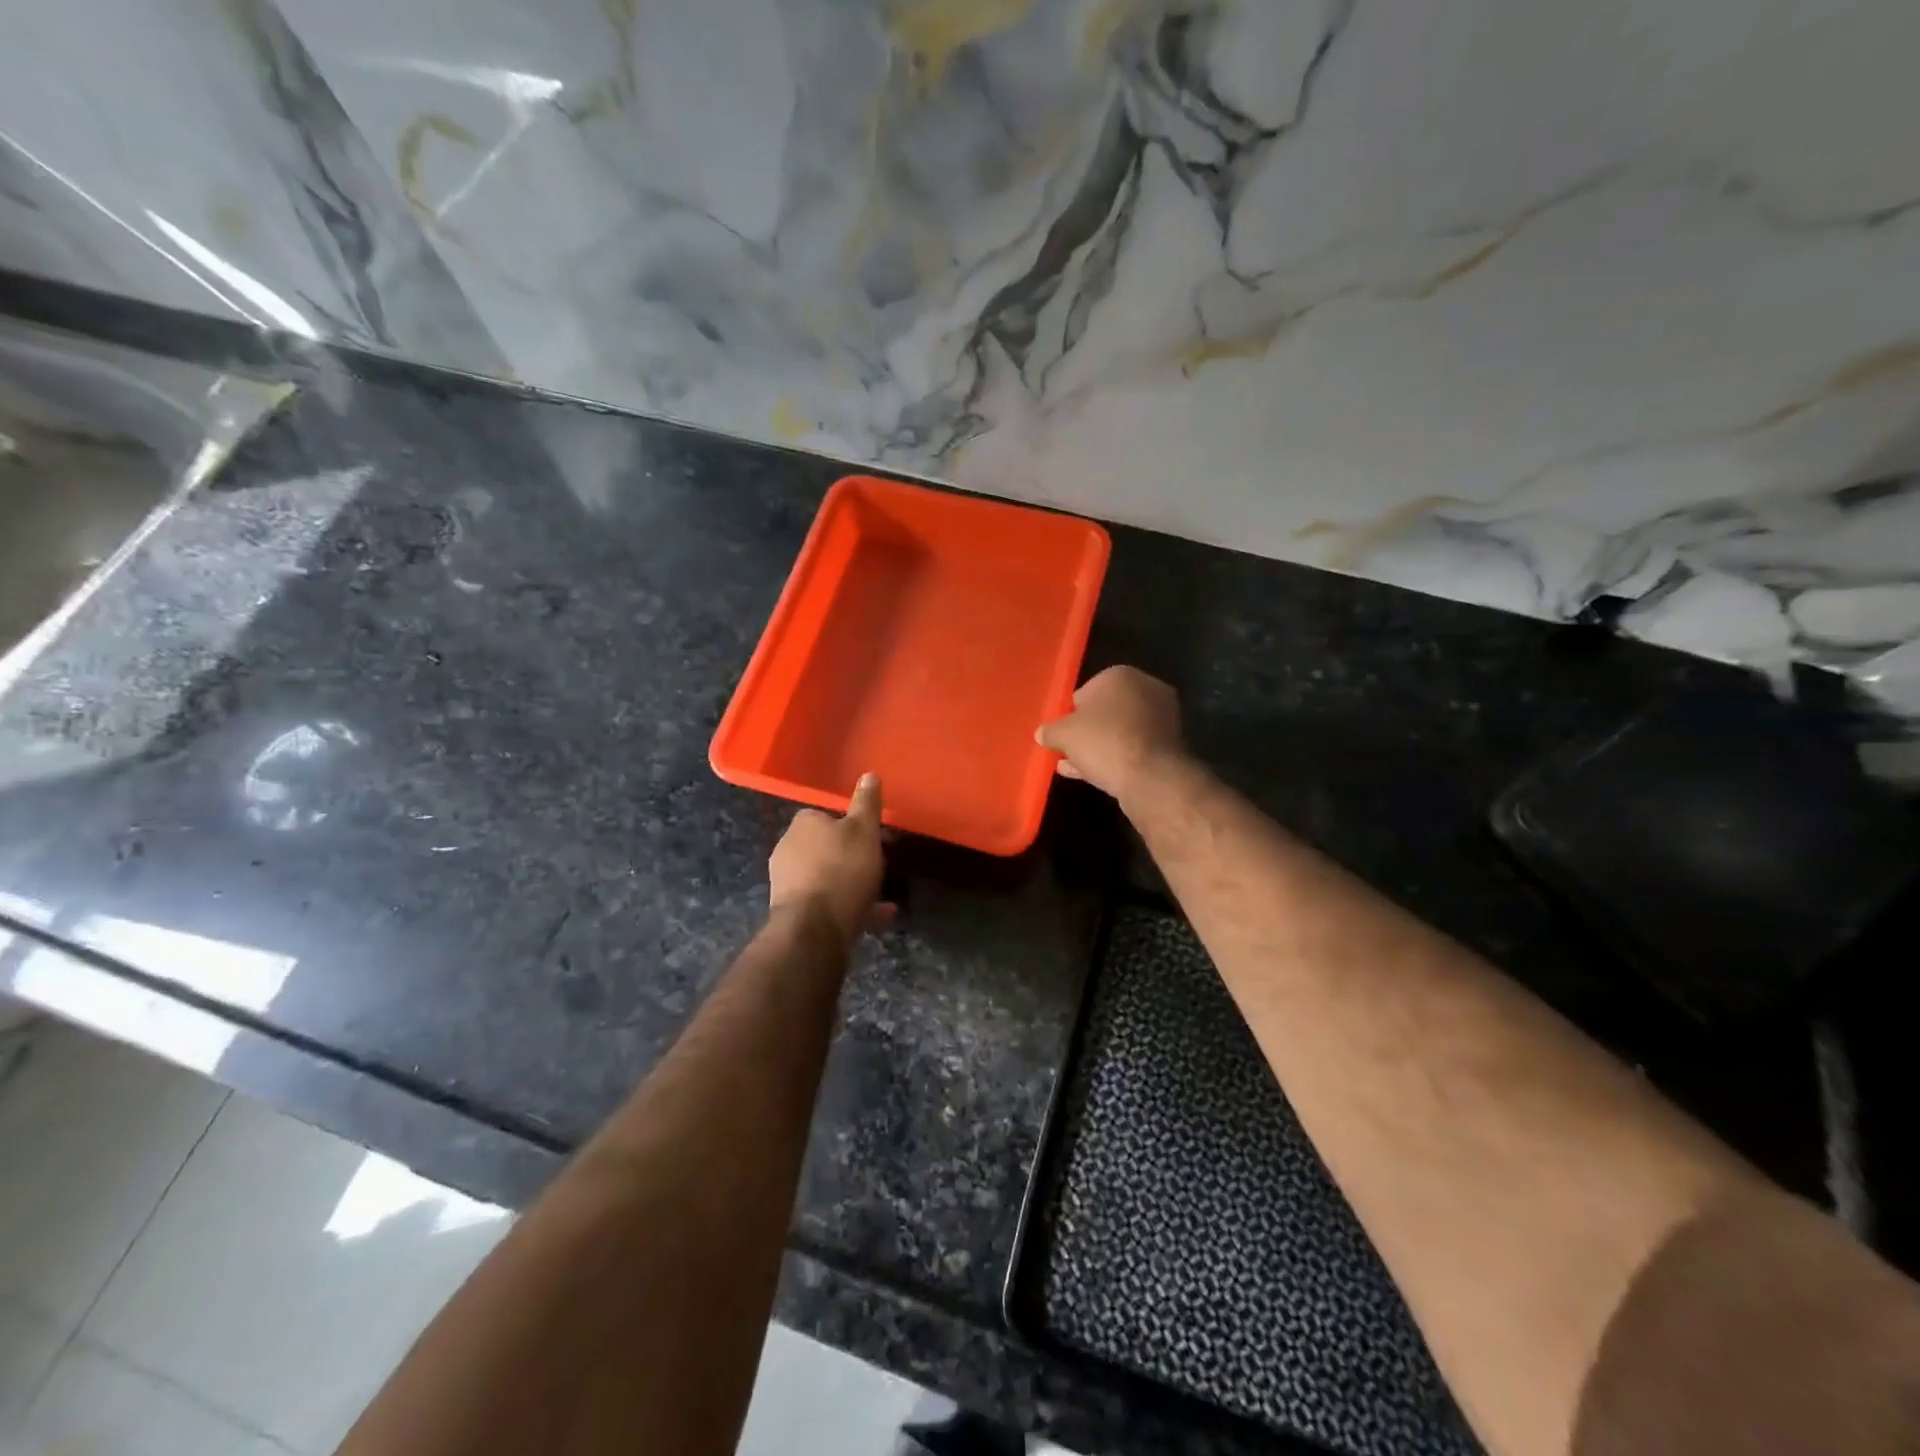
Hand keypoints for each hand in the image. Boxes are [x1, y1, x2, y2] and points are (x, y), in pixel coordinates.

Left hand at [768, 773, 890, 946]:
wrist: (814, 927)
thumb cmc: (842, 869)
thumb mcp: (864, 830)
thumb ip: (866, 803)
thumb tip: (869, 774)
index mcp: (803, 824)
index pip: (824, 816)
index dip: (848, 825)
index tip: (868, 837)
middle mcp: (787, 849)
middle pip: (823, 848)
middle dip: (847, 856)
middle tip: (874, 865)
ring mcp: (786, 883)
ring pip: (825, 877)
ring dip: (849, 883)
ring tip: (881, 896)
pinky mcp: (792, 912)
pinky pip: (826, 903)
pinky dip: (848, 906)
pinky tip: (877, 915)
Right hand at [1035, 666, 1184, 799]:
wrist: (1151, 777)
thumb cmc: (1104, 742)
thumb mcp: (1064, 735)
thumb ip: (1050, 731)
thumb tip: (1041, 733)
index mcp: (1121, 675)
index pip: (1086, 691)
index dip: (1070, 713)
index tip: (1061, 733)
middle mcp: (1147, 689)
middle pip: (1106, 711)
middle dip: (1087, 730)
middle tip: (1068, 749)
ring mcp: (1162, 718)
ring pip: (1120, 731)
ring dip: (1099, 746)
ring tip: (1075, 765)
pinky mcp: (1170, 745)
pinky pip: (1134, 748)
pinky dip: (1115, 757)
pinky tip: (1093, 774)